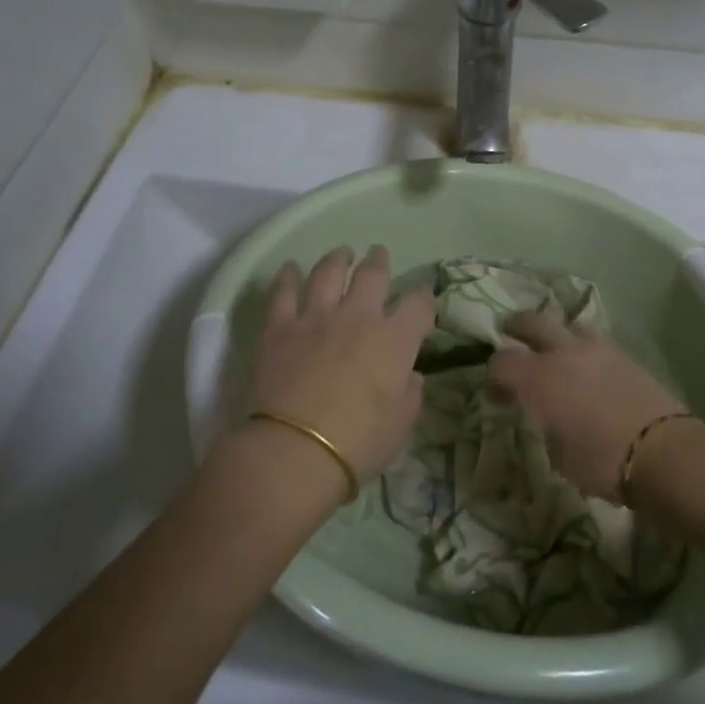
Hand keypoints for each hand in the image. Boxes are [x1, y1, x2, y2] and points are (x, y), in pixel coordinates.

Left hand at [247, 246, 434, 481]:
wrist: (298, 450)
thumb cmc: (359, 443)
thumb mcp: (402, 425)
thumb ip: (410, 394)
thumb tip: (409, 376)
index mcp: (395, 340)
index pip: (418, 305)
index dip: (424, 297)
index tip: (423, 296)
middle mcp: (358, 317)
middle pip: (372, 275)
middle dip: (379, 261)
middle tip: (378, 254)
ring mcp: (316, 317)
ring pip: (328, 272)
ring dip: (337, 259)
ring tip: (341, 253)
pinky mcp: (281, 327)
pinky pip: (284, 292)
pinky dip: (288, 277)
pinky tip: (290, 268)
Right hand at [487, 311, 689, 502]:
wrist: (663, 453)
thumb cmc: (601, 462)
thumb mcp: (557, 455)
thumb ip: (542, 425)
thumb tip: (541, 414)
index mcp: (537, 379)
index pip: (500, 363)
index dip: (492, 376)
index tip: (496, 393)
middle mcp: (561, 353)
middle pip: (530, 322)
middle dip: (515, 327)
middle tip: (509, 333)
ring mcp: (595, 349)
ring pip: (567, 324)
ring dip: (555, 333)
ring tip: (555, 348)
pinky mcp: (623, 354)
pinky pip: (594, 340)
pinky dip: (582, 347)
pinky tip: (586, 364)